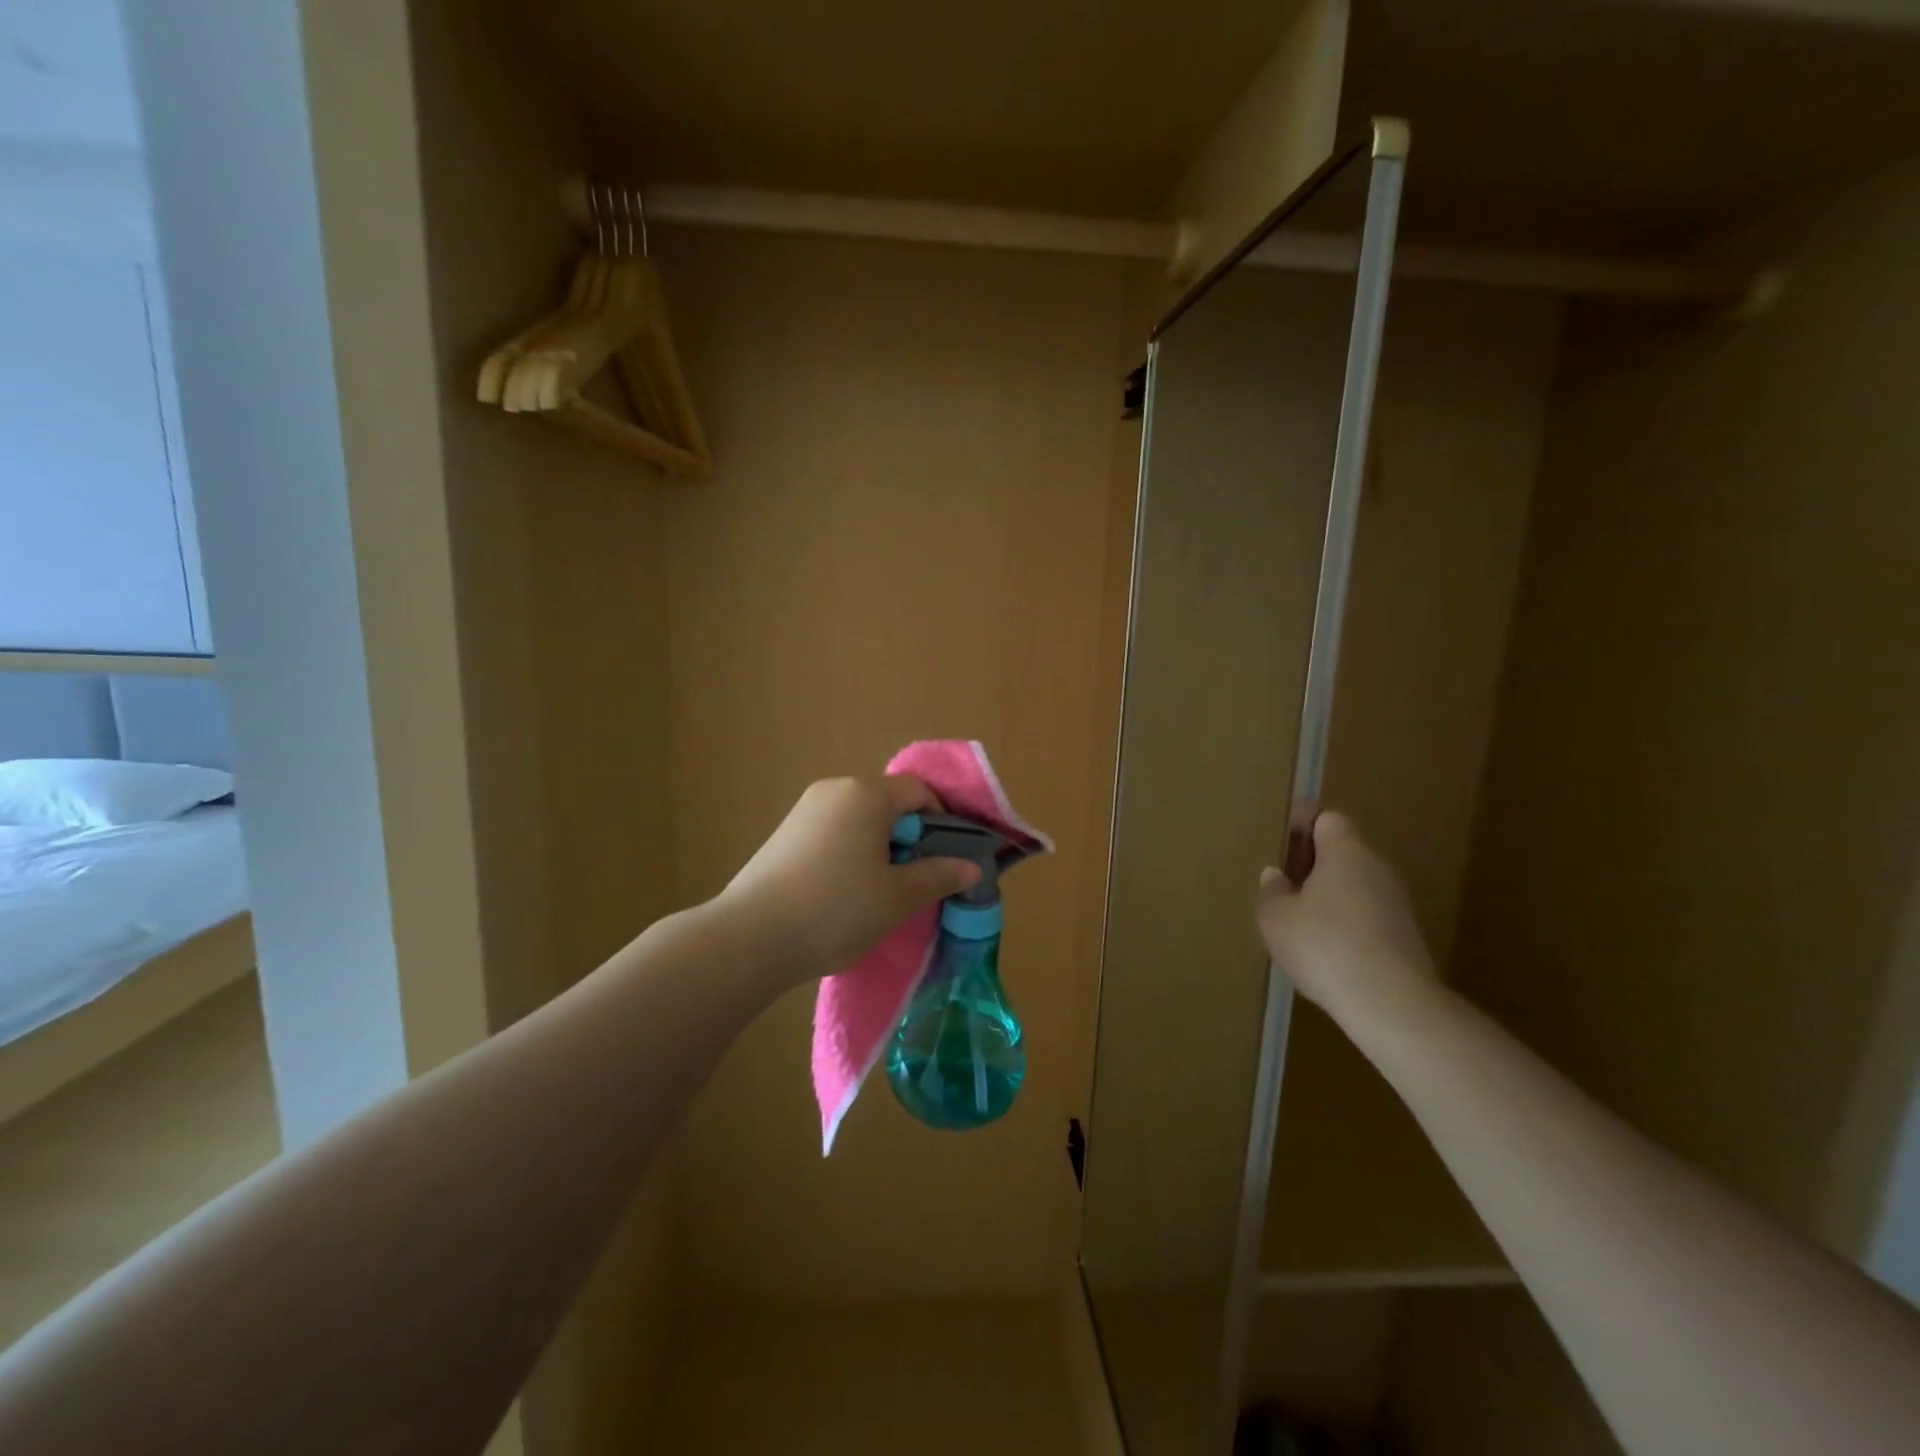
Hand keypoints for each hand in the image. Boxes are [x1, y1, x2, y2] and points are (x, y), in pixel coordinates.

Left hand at [719, 775, 981, 986]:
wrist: (750, 938)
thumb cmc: (837, 909)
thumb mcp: (898, 897)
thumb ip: (938, 876)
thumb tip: (972, 866)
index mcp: (866, 794)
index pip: (918, 792)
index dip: (940, 822)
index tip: (944, 861)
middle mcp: (834, 790)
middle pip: (888, 804)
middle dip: (909, 838)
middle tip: (914, 883)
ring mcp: (804, 811)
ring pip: (859, 821)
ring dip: (879, 849)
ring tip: (877, 894)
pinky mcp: (783, 835)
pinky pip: (832, 834)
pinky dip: (849, 855)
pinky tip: (842, 895)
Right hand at [1257, 812, 1435, 1021]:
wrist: (1390, 1002)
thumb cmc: (1323, 945)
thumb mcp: (1275, 917)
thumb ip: (1271, 890)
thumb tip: (1277, 875)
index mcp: (1346, 851)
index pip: (1327, 819)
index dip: (1302, 825)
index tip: (1279, 844)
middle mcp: (1377, 867)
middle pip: (1342, 851)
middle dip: (1311, 863)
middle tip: (1281, 883)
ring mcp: (1396, 903)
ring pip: (1354, 884)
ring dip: (1327, 894)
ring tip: (1297, 919)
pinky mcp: (1405, 936)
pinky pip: (1366, 914)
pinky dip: (1344, 921)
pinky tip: (1323, 948)